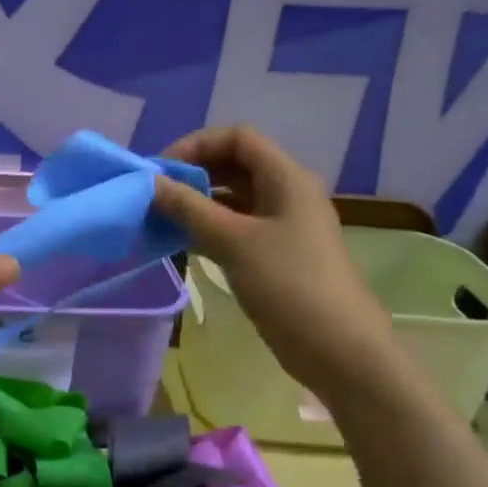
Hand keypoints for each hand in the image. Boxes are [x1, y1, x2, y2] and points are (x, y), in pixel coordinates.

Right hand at [153, 126, 396, 402]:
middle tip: (154, 195)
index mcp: (286, 178)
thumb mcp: (233, 241)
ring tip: (160, 219)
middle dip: (192, 173)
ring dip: (196, 203)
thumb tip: (149, 183)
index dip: (196, 145)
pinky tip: (180, 242)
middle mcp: (286, 193)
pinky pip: (235, 227)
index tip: (161, 171)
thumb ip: (188, 208)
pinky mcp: (275, 254)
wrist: (338, 348)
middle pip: (234, 165)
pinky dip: (207, 228)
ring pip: (232, 198)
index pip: (237, 138)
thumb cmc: (288, 284)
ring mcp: (282, 225)